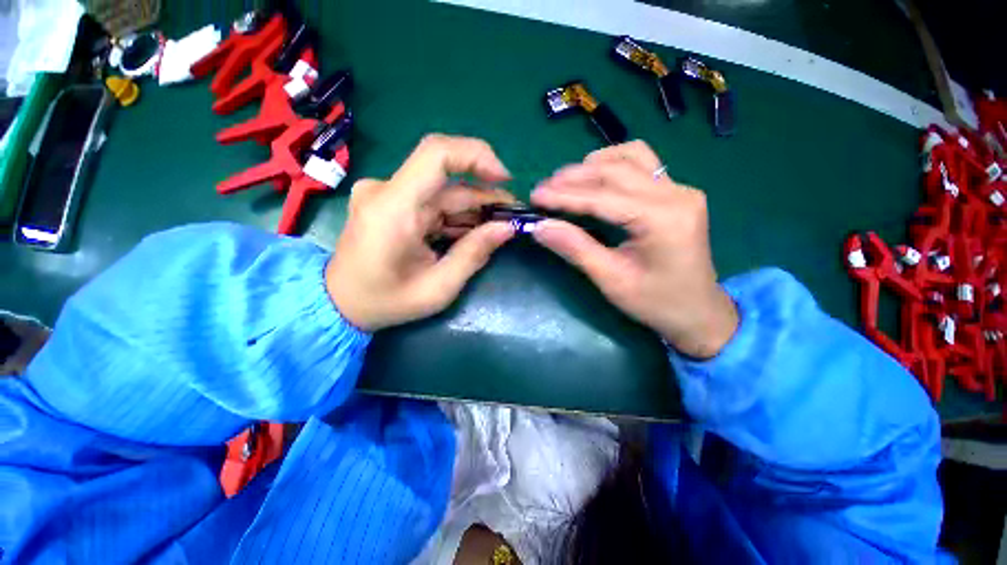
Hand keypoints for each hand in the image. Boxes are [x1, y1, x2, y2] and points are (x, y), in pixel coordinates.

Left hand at [326, 134, 516, 330]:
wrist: (340, 304)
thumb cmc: (386, 302)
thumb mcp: (437, 288)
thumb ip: (473, 254)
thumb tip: (508, 228)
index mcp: (392, 208)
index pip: (436, 154)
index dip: (476, 156)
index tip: (506, 179)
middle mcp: (386, 190)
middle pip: (447, 179)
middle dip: (486, 195)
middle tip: (512, 216)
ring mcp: (387, 194)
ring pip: (444, 191)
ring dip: (474, 207)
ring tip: (498, 227)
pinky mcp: (391, 201)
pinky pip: (433, 201)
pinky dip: (457, 215)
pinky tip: (473, 231)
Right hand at [530, 140, 737, 358]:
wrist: (698, 311)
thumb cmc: (655, 302)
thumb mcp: (611, 280)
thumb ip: (575, 248)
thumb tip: (539, 227)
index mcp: (661, 219)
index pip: (602, 197)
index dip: (564, 196)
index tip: (535, 196)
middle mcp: (675, 194)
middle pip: (615, 170)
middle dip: (573, 177)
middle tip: (543, 189)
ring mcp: (679, 189)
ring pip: (630, 156)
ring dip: (593, 165)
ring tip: (565, 181)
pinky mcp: (676, 192)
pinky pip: (642, 163)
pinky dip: (613, 164)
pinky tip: (596, 178)